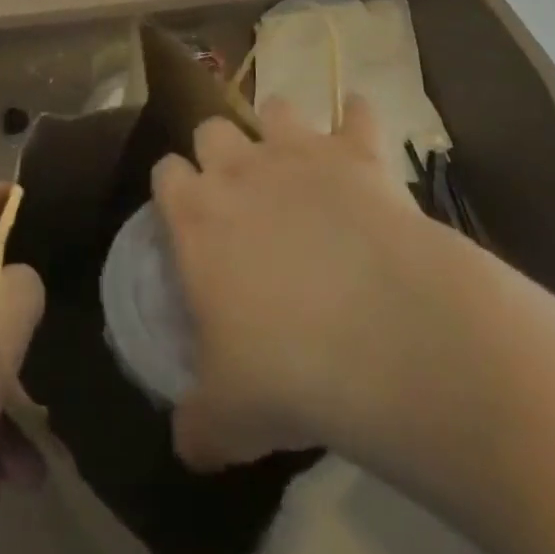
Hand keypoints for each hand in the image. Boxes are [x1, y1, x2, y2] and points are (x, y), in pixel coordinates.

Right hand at [151, 94, 484, 474]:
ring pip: (276, 107)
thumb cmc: (290, 370)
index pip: (165, 172)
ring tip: (298, 158)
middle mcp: (239, 169)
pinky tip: (364, 129)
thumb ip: (199, 424)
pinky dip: (360, 117)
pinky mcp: (360, 155)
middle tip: (241, 191)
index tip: (187, 216)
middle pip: (212, 128)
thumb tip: (187, 446)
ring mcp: (300, 153)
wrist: (389, 336)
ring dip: (282, 126)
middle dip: (221, 150)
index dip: (174, 188)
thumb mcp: (230, 415)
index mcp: (196, 214)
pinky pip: (360, 114)